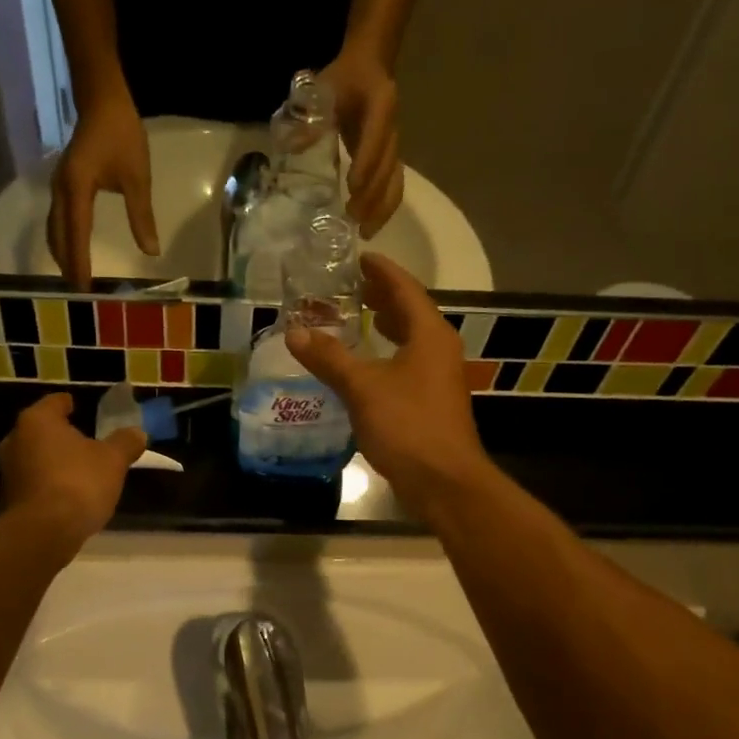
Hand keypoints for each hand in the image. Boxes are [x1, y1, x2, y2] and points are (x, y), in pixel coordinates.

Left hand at [0, 394, 146, 545]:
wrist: (44, 533)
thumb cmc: (79, 483)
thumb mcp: (113, 460)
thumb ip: (125, 443)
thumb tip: (137, 433)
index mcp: (38, 420)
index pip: (55, 402)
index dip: (69, 404)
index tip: (80, 407)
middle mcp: (15, 440)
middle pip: (41, 431)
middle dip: (61, 436)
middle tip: (83, 441)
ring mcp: (8, 471)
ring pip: (35, 458)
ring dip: (53, 462)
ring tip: (78, 470)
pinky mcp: (8, 499)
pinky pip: (33, 483)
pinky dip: (48, 484)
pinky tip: (67, 495)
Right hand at [47, 86, 157, 289]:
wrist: (101, 99)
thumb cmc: (122, 135)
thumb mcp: (137, 177)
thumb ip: (141, 216)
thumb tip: (151, 251)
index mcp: (77, 189)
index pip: (77, 235)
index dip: (80, 262)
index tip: (84, 287)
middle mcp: (61, 191)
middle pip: (59, 236)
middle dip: (67, 263)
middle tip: (78, 290)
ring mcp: (58, 187)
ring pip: (54, 228)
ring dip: (63, 252)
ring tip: (74, 275)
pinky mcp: (62, 184)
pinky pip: (58, 219)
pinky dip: (63, 238)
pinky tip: (73, 248)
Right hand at [285, 253, 491, 515]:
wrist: (444, 481)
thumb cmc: (407, 426)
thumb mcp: (362, 388)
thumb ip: (329, 358)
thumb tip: (295, 333)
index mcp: (429, 335)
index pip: (405, 290)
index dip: (382, 272)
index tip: (360, 257)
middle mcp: (439, 349)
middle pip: (411, 312)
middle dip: (383, 297)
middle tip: (352, 287)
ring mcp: (439, 377)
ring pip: (411, 339)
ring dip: (387, 326)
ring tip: (360, 318)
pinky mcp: (432, 402)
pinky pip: (408, 363)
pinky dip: (387, 354)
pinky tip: (367, 366)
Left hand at [318, 48, 401, 237]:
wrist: (369, 67)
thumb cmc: (344, 79)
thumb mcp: (324, 88)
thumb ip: (311, 115)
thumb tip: (293, 146)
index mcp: (380, 105)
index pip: (376, 137)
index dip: (366, 162)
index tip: (352, 187)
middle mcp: (392, 128)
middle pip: (389, 167)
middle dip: (373, 195)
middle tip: (354, 219)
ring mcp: (394, 145)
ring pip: (395, 180)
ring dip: (382, 208)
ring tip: (366, 232)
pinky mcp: (390, 158)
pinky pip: (394, 185)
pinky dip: (384, 207)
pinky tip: (370, 225)